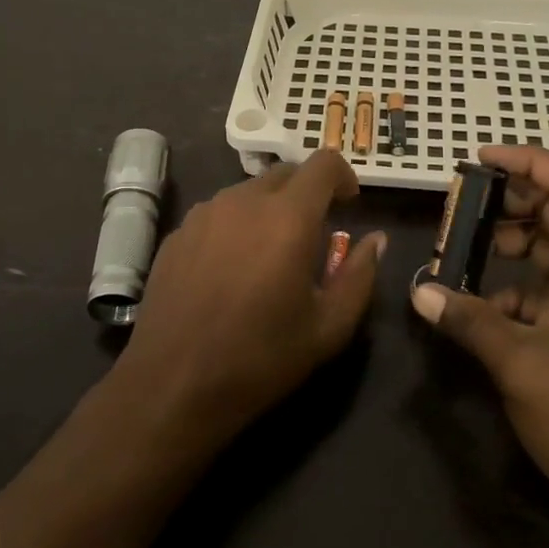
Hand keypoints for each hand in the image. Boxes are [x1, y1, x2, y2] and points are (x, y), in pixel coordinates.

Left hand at [110, 150, 384, 451]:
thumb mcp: (329, 328)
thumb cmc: (260, 358)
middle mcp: (244, 201)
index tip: (349, 203)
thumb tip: (376, 239)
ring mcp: (204, 214)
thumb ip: (360, 276)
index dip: (342, 175)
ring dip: (269, 209)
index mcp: (288, 217)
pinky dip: (236, 226)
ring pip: (248, 192)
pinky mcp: (177, 233)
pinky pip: (217, 214)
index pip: (323, 163)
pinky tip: (231, 270)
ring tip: (270, 255)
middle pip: (284, 173)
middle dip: (307, 193)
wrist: (173, 384)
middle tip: (314, 234)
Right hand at [410, 145, 548, 546]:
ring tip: (460, 250)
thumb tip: (421, 292)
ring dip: (510, 245)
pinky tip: (477, 306)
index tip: (480, 160)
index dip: (529, 161)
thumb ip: (470, 320)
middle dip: (512, 202)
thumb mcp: (523, 365)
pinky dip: (514, 288)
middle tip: (461, 206)